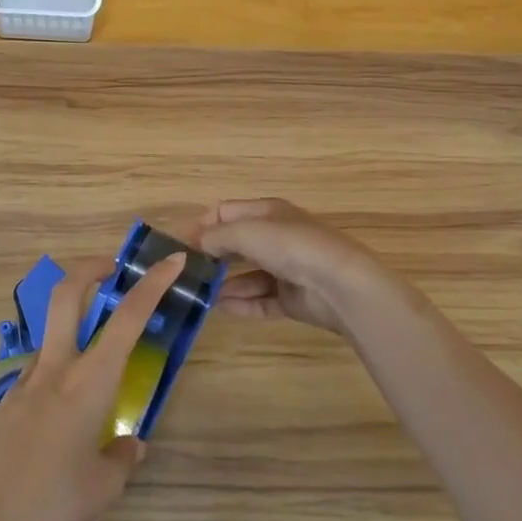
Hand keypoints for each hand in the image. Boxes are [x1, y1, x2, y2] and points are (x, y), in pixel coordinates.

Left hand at [0, 252, 184, 520]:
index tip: (171, 261)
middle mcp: (56, 369)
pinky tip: (62, 414)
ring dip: (73, 324)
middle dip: (91, 269)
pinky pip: (37, 371)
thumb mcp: (103, 488)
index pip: (127, 319)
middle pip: (68, 294)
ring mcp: (24, 382)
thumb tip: (129, 444)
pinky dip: (57, 371)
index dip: (152, 284)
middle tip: (113, 269)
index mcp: (89, 383)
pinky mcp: (4, 402)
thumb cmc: (52, 507)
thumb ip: (121, 457)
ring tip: (96, 362)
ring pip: (51, 332)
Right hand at [199, 198, 413, 335]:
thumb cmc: (291, 246)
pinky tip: (221, 308)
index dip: (203, 225)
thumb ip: (215, 236)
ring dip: (225, 284)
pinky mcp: (293, 298)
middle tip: (187, 272)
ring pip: (248, 275)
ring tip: (200, 295)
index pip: (227, 212)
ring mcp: (286, 269)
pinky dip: (242, 303)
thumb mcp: (246, 232)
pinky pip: (261, 300)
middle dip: (213, 256)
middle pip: (237, 244)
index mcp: (268, 212)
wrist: (340, 284)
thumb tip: (195, 243)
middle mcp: (277, 237)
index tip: (181, 245)